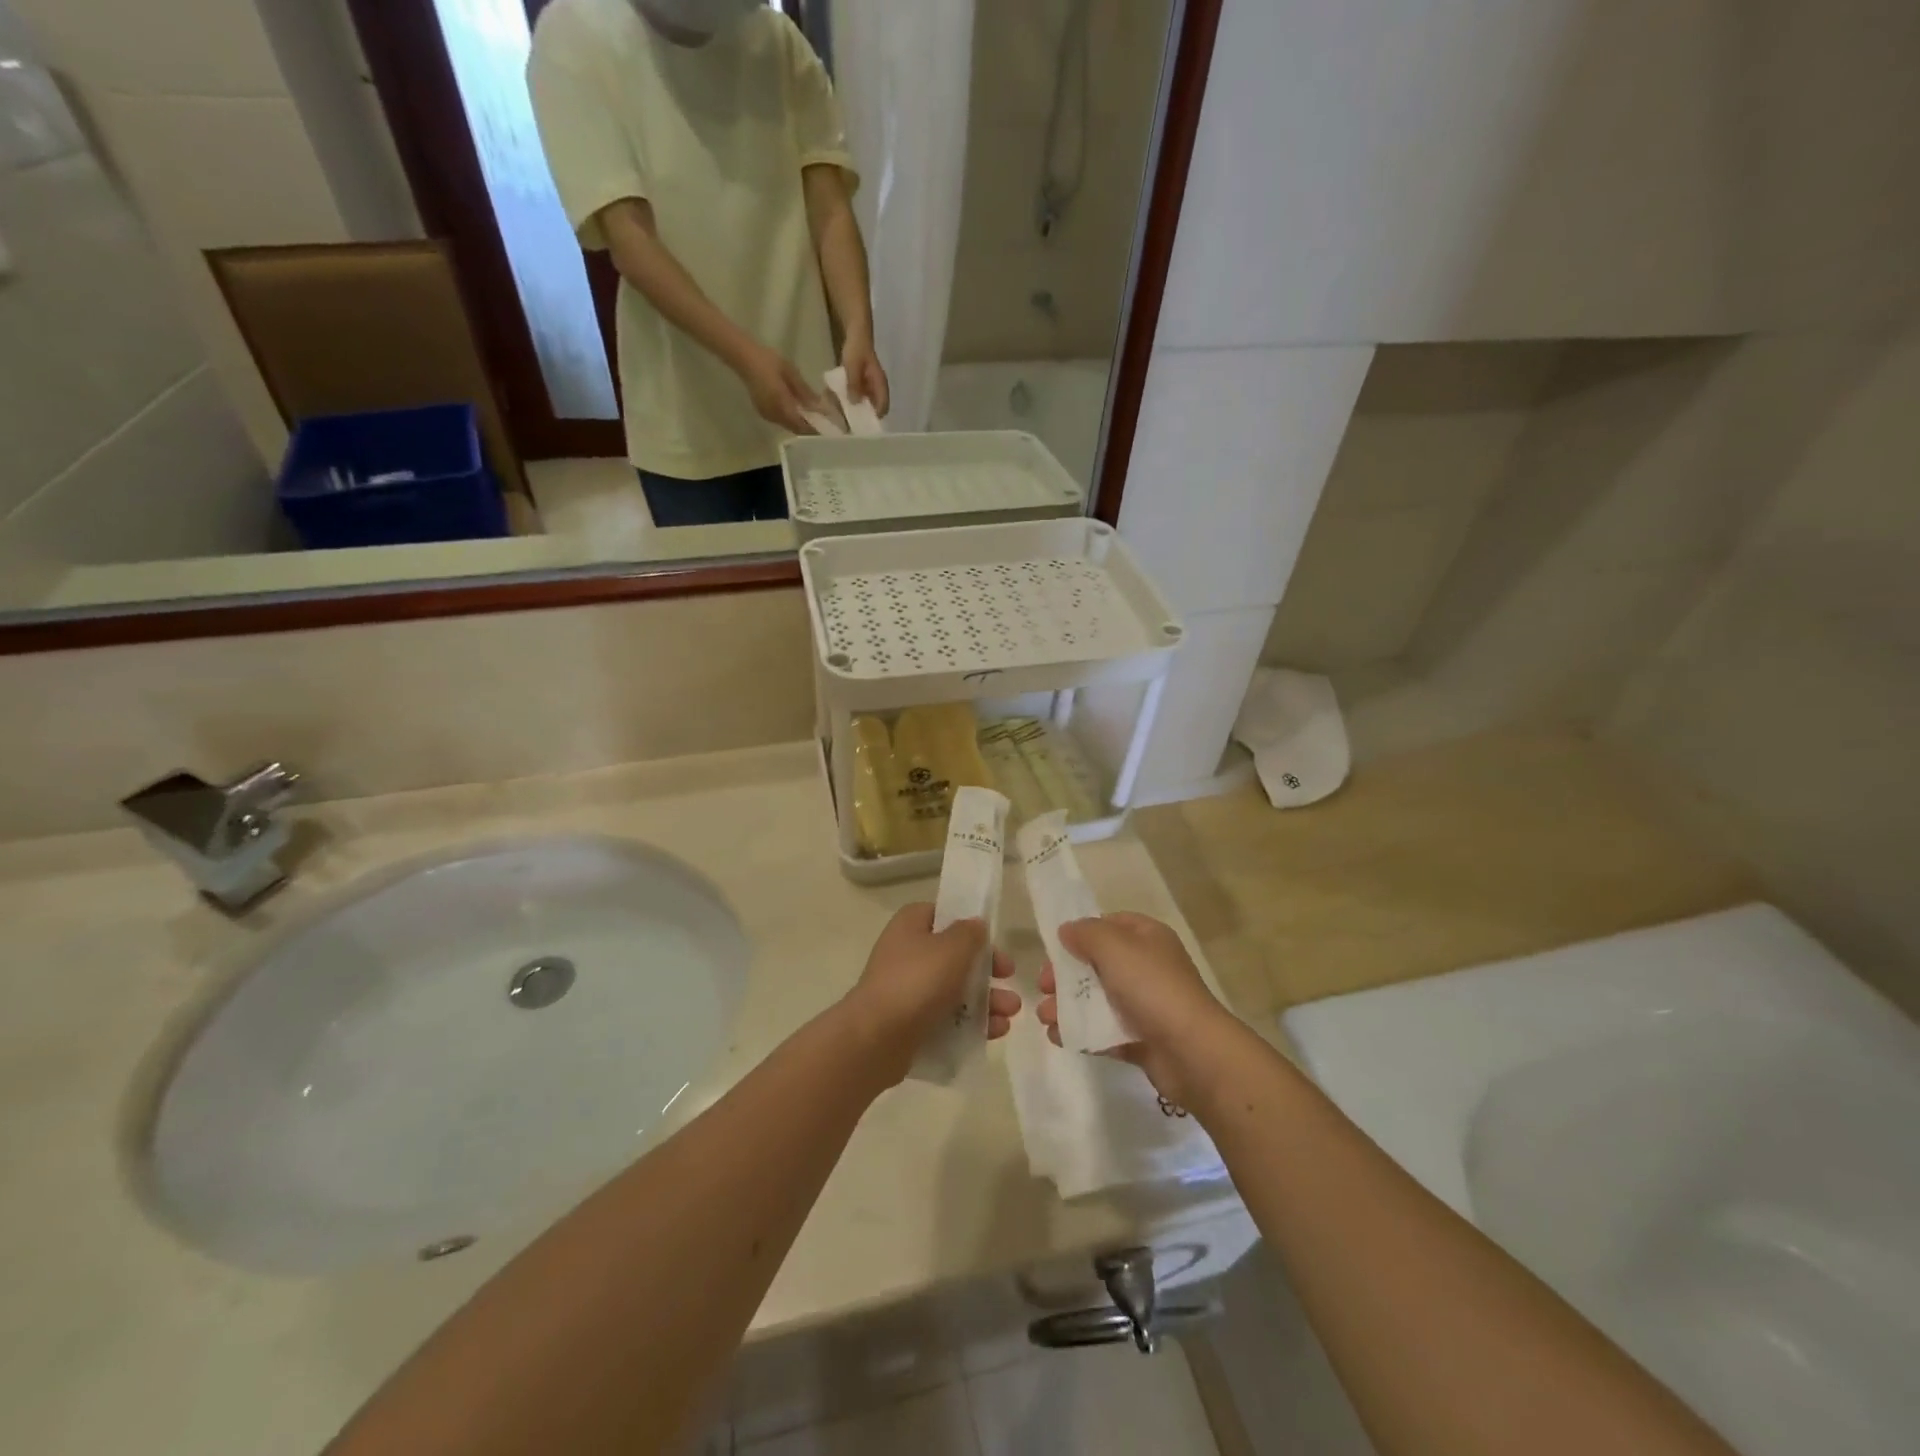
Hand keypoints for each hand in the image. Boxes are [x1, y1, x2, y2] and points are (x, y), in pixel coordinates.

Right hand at [738, 344, 823, 434]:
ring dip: (800, 424)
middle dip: (809, 428)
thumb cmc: (768, 361)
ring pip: (788, 426)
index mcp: (781, 405)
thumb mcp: (791, 372)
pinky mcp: (764, 413)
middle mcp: (774, 415)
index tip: (827, 428)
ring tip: (813, 417)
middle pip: (795, 429)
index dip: (814, 429)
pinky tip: (798, 411)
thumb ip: (805, 391)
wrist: (744, 357)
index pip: (801, 425)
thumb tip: (820, 407)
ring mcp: (767, 415)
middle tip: (822, 423)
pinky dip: (792, 419)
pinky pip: (781, 421)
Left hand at [840, 334, 889, 417]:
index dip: (875, 418)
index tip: (862, 425)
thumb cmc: (857, 349)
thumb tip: (855, 403)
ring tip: (846, 416)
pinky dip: (853, 400)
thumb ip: (854, 384)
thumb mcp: (853, 366)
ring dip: (858, 408)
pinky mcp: (864, 383)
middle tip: (852, 424)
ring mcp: (871, 386)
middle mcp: (878, 388)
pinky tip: (843, 403)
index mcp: (880, 385)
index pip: (883, 407)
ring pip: (867, 403)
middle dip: (865, 416)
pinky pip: (860, 396)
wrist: (856, 334)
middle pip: (875, 408)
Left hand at [843, 904, 1018, 1084]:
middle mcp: (906, 953)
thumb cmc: (916, 981)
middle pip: (954, 956)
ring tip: (1010, 1014)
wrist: (876, 1037)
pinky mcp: (910, 1023)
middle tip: (1010, 979)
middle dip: (987, 970)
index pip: (943, 915)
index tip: (993, 941)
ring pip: (954, 990)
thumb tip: (976, 925)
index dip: (970, 926)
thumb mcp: (952, 948)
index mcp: (911, 925)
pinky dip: (971, 1023)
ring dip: (986, 1000)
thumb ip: (970, 933)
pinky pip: (946, 1018)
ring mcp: (907, 989)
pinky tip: (995, 1032)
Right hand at [1036, 913, 1240, 1110]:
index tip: (1055, 949)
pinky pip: (1105, 1031)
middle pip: (1098, 964)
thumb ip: (1086, 934)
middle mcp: (1148, 967)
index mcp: (1147, 938)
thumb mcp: (1115, 947)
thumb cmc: (1152, 988)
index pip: (1110, 925)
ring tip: (1046, 1017)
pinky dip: (1081, 1032)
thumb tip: (1067, 930)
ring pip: (1098, 999)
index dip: (1081, 933)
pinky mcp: (1142, 1039)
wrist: (1193, 1051)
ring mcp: (1145, 1005)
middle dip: (1066, 975)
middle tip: (1043, 987)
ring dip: (1067, 1005)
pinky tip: (1059, 1037)